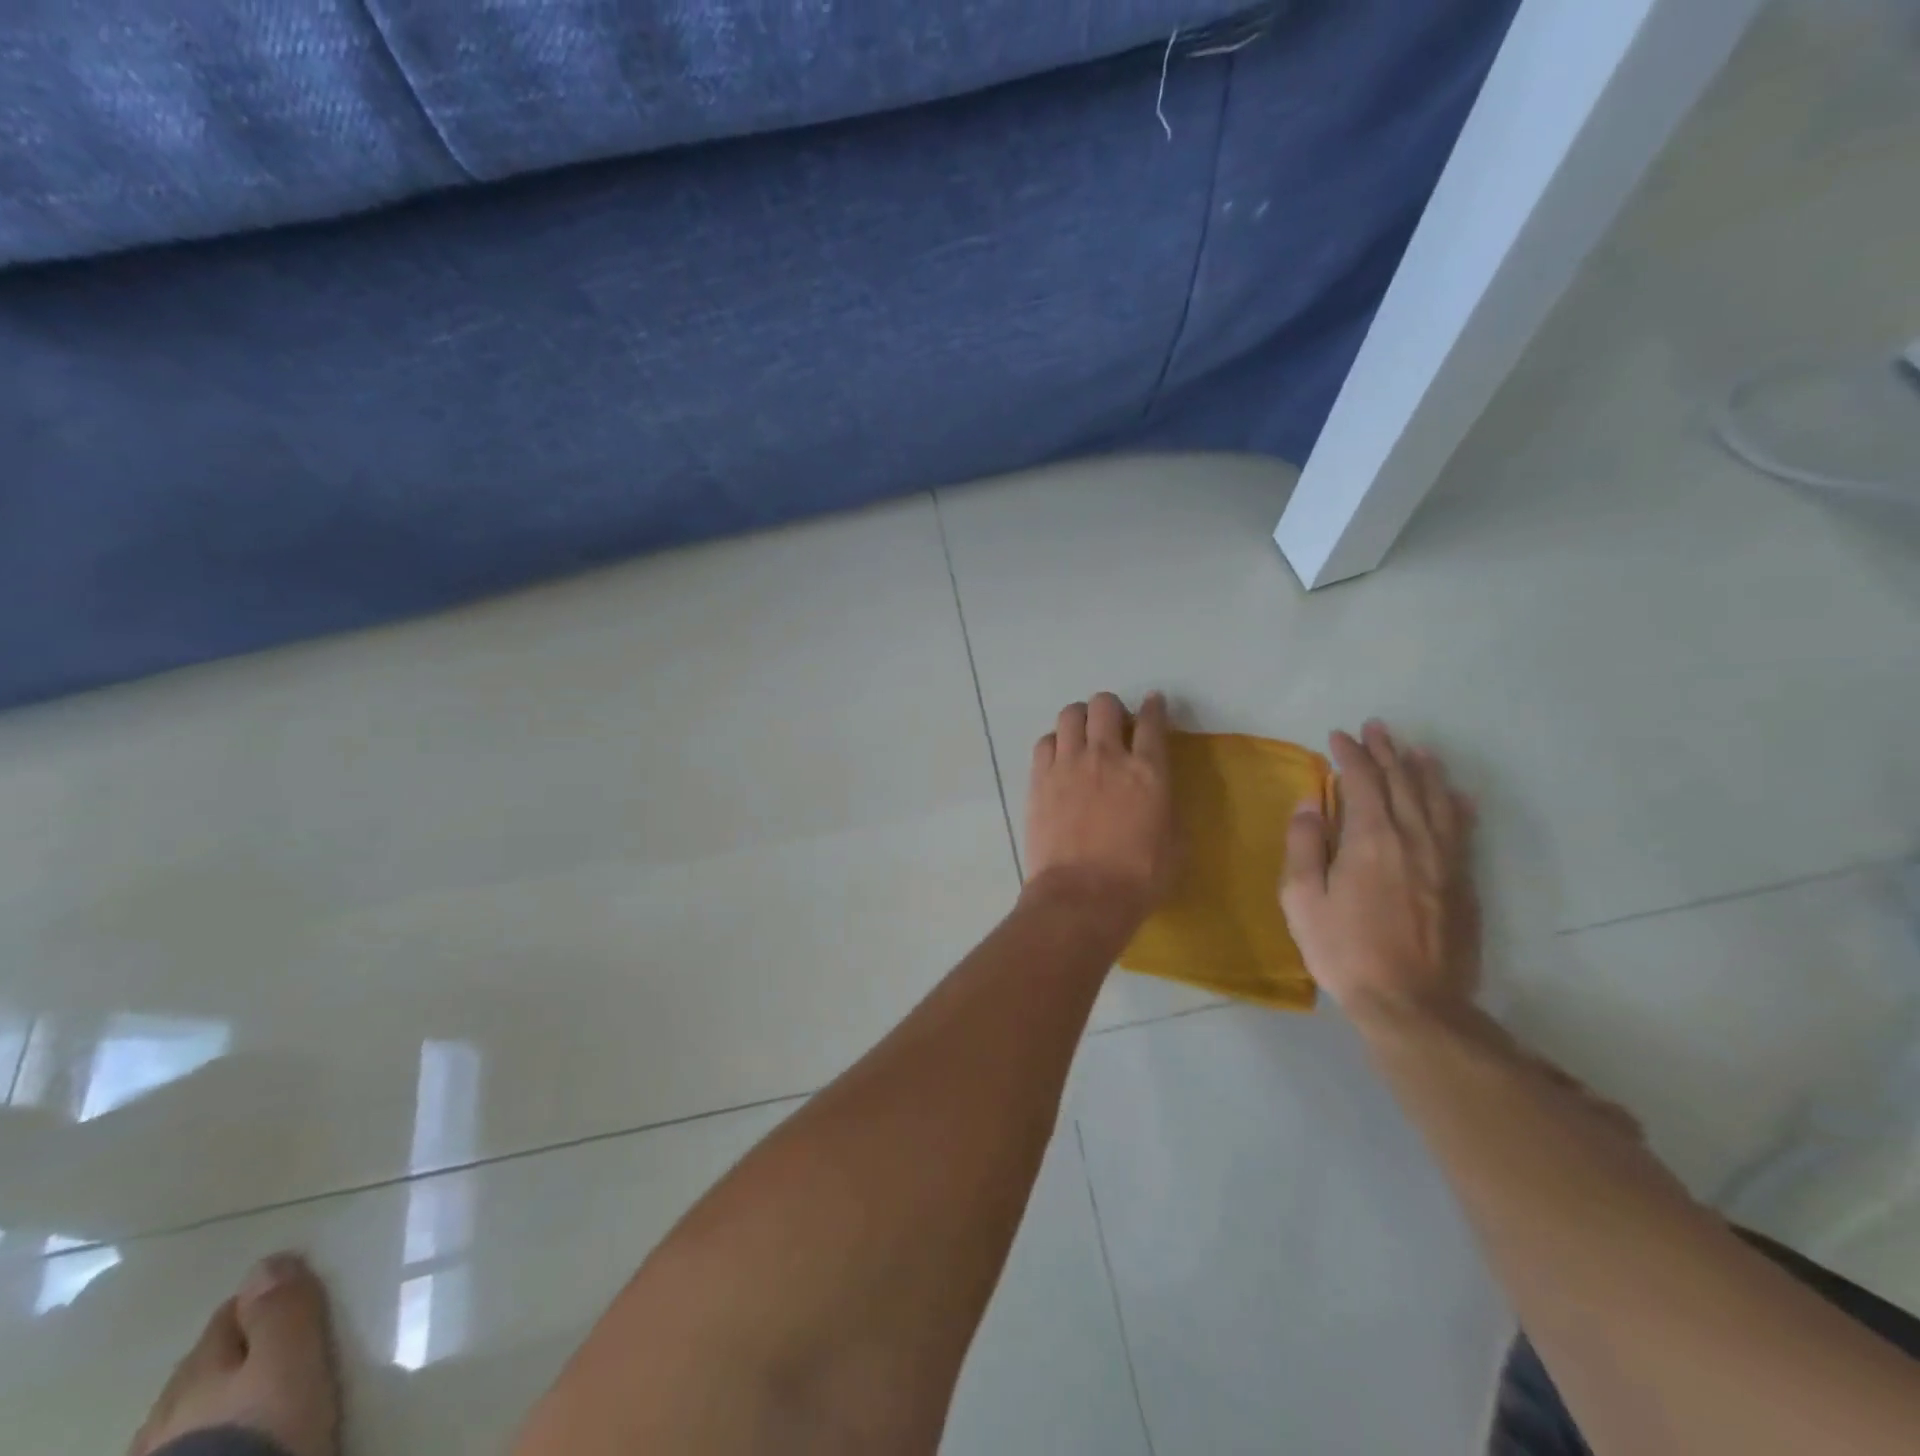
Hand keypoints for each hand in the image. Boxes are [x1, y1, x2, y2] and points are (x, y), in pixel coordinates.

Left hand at [1024, 692, 1177, 927]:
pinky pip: (1044, 742)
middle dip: (1111, 708)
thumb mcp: (1174, 843)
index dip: (1154, 707)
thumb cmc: (1138, 878)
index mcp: (1148, 771)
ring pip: (1069, 714)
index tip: (1153, 703)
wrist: (1082, 896)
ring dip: (1079, 719)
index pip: (1152, 722)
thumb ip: (1166, 807)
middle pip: (1105, 705)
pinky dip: (1054, 743)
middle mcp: (1106, 756)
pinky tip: (1058, 758)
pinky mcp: (1039, 779)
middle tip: (1112, 726)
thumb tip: (1158, 795)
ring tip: (1081, 735)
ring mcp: (1068, 764)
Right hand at [1280, 721, 1480, 1026]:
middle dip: (1386, 751)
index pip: (1363, 780)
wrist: (1413, 1003)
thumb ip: (1304, 846)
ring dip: (1423, 769)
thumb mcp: (1302, 900)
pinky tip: (1455, 794)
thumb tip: (1310, 804)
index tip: (1338, 737)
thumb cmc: (1345, 950)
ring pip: (1436, 800)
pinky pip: (1462, 830)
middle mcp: (1413, 838)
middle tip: (1375, 728)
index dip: (1351, 754)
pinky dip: (1456, 804)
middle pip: (1402, 781)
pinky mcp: (1463, 883)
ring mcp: (1444, 860)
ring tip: (1414, 748)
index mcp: (1371, 839)